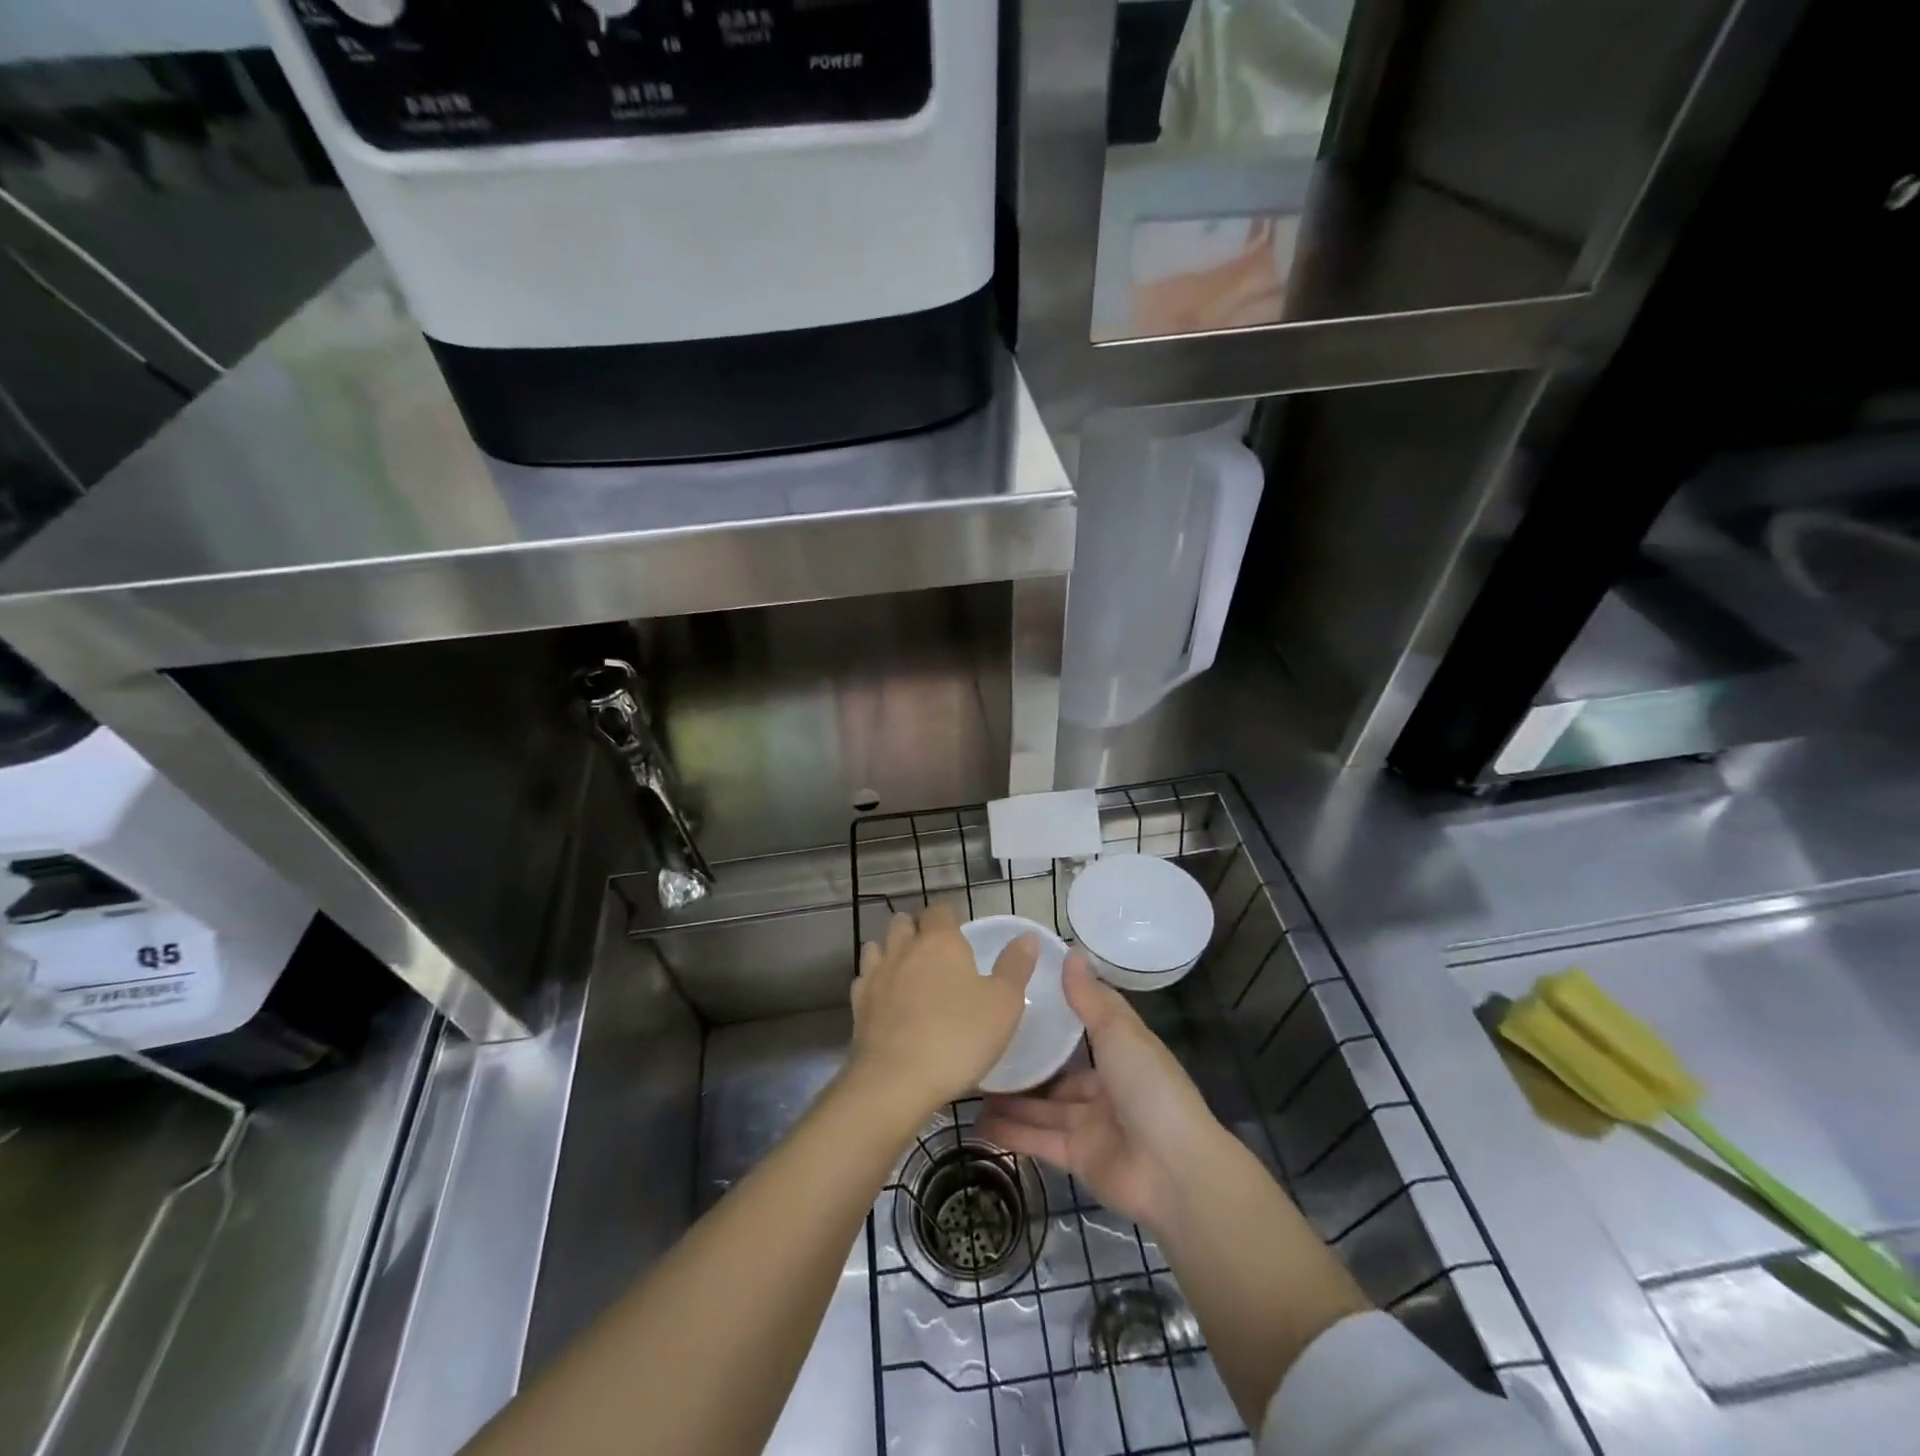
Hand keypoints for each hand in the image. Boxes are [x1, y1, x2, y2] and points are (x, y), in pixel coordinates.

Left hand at [847, 904, 1036, 1119]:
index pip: (940, 910)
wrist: (897, 1080)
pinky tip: (886, 998)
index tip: (961, 936)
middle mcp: (904, 948)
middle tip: (935, 953)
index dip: (950, 918)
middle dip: (917, 929)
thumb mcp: (1004, 1004)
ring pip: (878, 945)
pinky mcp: (858, 1003)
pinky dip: (875, 980)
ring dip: (891, 951)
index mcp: (940, 941)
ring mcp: (876, 974)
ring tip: (908, 971)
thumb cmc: (959, 1037)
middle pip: (904, 922)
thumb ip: (1016, 967)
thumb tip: (1027, 937)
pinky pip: (865, 978)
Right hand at [977, 955, 1223, 1231]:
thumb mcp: (1118, 1033)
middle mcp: (1106, 1087)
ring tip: (971, 1083)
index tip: (1021, 995)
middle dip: (1027, 1065)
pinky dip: (1011, 1133)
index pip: (1086, 1027)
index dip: (1058, 1012)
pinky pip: (1039, 1140)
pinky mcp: (1078, 1158)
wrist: (1173, 1170)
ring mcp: (1091, 1125)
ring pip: (1043, 1108)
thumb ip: (1089, 998)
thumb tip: (1071, 952)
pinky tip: (978, 1123)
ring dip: (1011, 1099)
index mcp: (1122, 1052)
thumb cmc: (1148, 1087)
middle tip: (984, 1047)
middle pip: (1059, 1073)